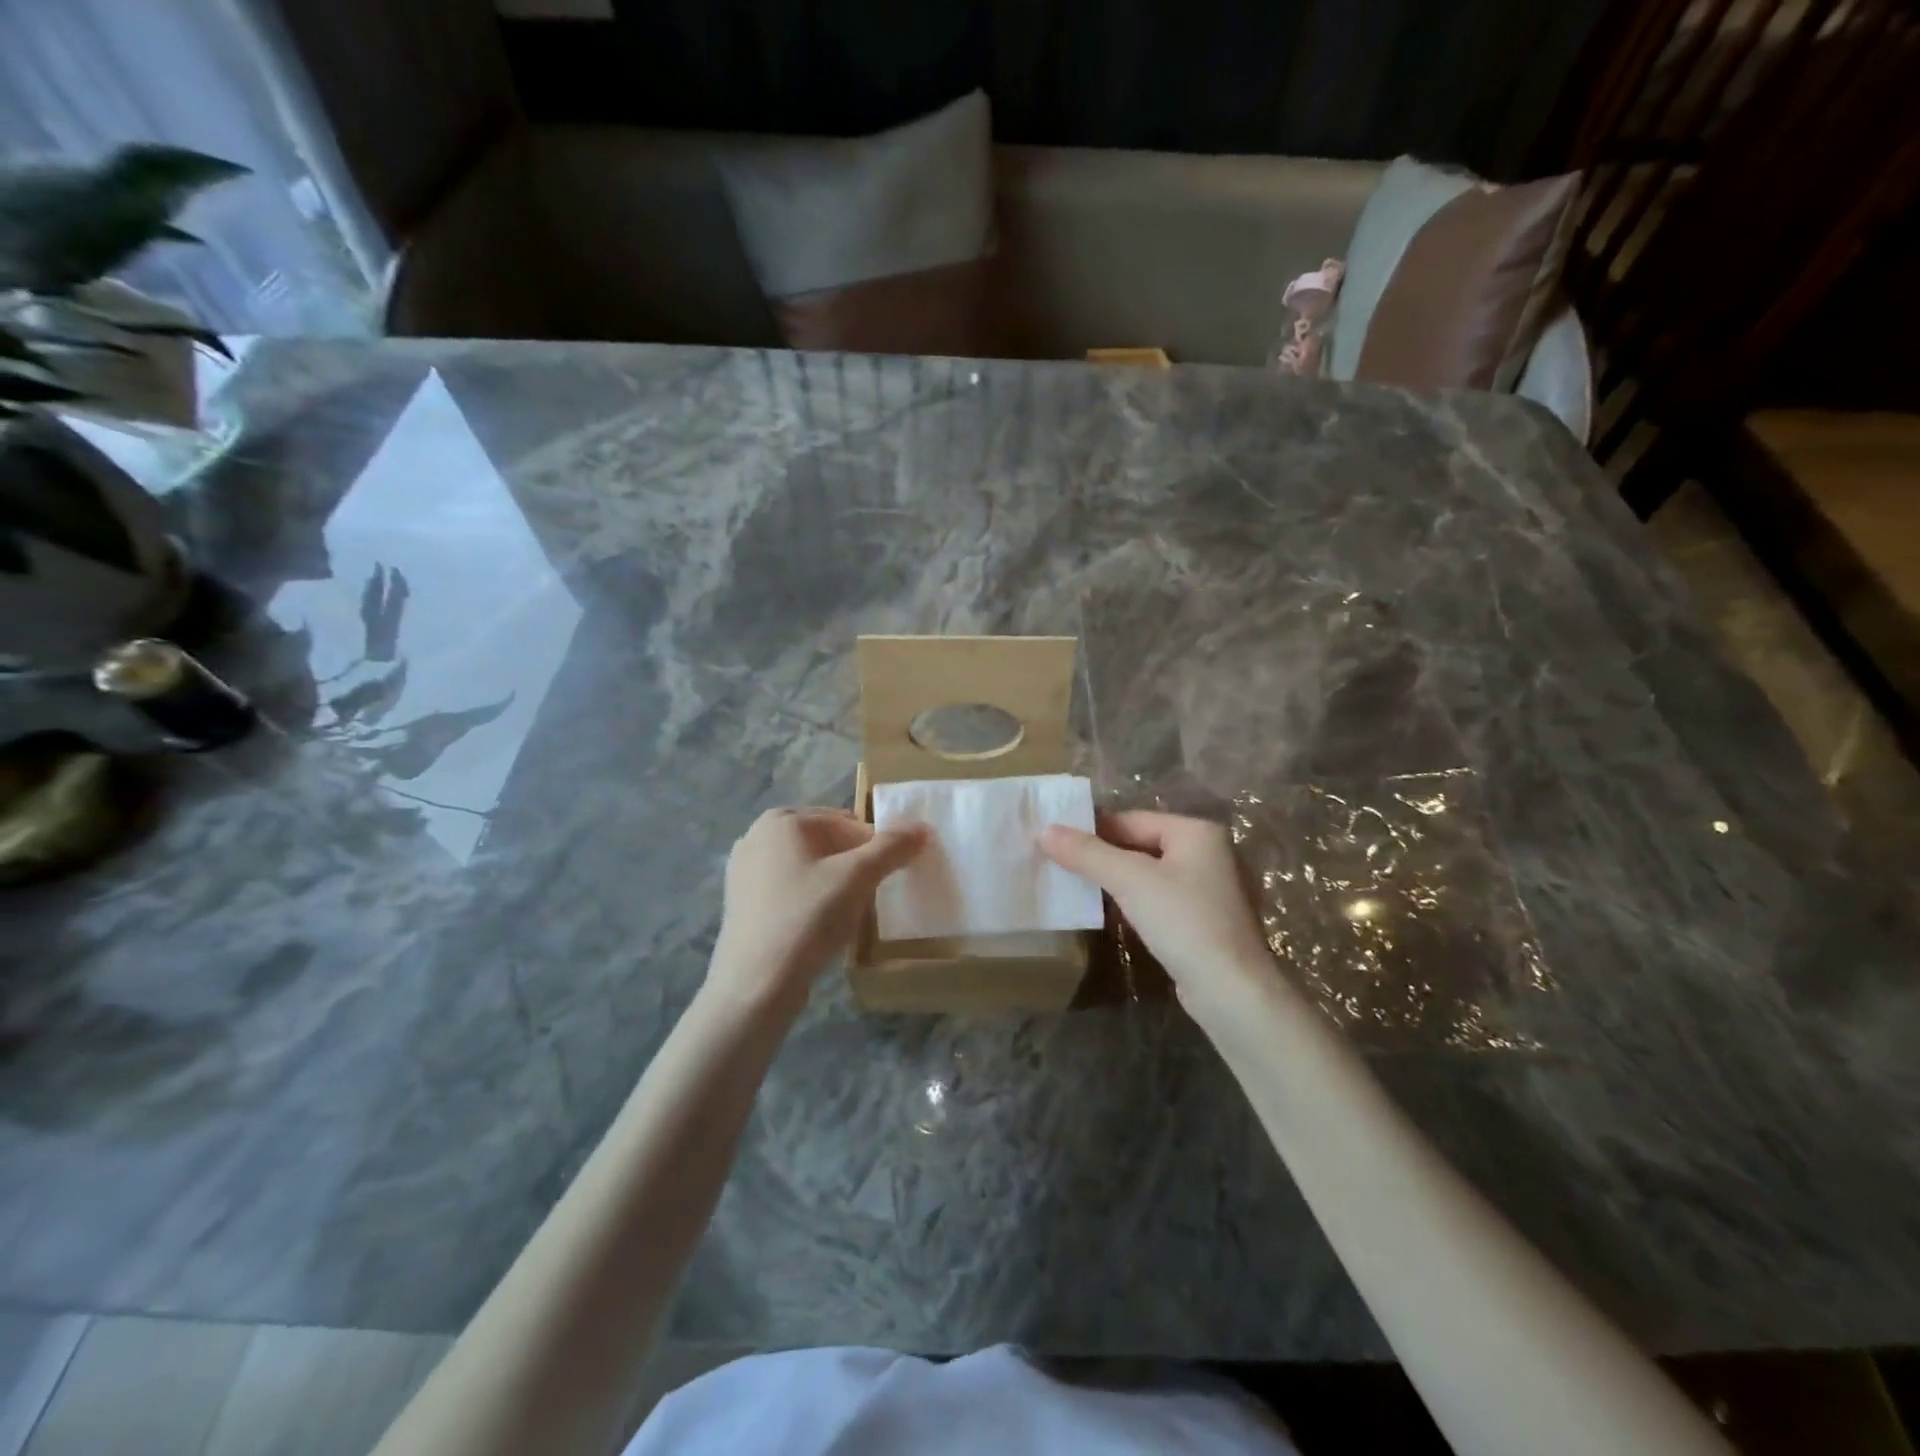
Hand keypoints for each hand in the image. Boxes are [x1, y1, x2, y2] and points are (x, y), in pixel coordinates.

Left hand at [708, 807, 927, 1009]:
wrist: (756, 984)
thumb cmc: (807, 918)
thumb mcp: (857, 878)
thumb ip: (892, 847)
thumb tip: (921, 827)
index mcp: (783, 820)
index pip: (848, 823)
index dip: (876, 848)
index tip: (889, 877)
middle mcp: (757, 835)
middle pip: (827, 842)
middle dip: (854, 864)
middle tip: (870, 895)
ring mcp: (745, 870)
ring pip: (809, 866)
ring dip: (834, 882)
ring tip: (846, 913)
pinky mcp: (742, 902)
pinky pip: (790, 888)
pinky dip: (811, 899)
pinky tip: (820, 926)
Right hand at [1041, 811, 1277, 1010]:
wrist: (1231, 990)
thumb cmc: (1183, 921)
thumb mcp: (1129, 880)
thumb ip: (1087, 853)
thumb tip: (1045, 831)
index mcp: (1196, 831)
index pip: (1131, 820)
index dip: (1092, 831)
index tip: (1055, 844)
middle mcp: (1208, 852)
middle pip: (1140, 844)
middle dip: (1102, 856)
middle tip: (1060, 866)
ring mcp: (1210, 888)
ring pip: (1149, 874)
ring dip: (1115, 880)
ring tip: (1077, 888)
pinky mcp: (1205, 920)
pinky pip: (1160, 899)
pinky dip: (1135, 902)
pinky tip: (1111, 914)